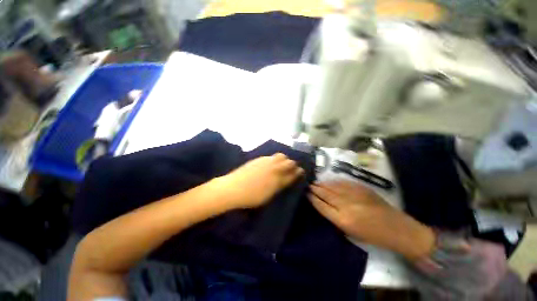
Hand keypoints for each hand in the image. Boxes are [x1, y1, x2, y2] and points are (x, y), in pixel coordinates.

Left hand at [213, 153, 303, 208]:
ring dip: (284, 159)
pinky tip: (273, 161)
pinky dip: (275, 158)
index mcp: (277, 180)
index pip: (292, 174)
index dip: (298, 172)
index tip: (301, 171)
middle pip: (289, 162)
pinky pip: (271, 156)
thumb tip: (284, 181)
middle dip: (293, 164)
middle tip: (293, 166)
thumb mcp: (267, 196)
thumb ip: (278, 187)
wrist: (233, 188)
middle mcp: (274, 169)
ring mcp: (266, 162)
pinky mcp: (259, 159)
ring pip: (281, 156)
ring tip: (283, 162)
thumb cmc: (250, 197)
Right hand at [309, 181, 434, 260]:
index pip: (321, 205)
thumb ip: (335, 218)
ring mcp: (354, 194)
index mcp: (342, 220)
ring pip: (332, 186)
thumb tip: (323, 205)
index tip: (306, 193)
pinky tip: (328, 181)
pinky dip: (333, 182)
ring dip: (322, 184)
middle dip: (315, 189)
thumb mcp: (350, 232)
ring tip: (315, 182)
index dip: (312, 198)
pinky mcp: (361, 188)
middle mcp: (346, 205)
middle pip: (325, 194)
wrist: (396, 227)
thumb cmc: (372, 235)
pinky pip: (342, 183)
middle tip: (308, 185)